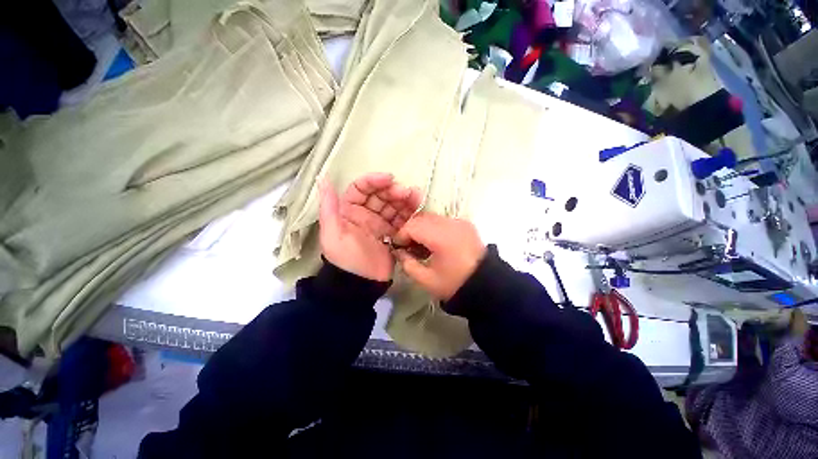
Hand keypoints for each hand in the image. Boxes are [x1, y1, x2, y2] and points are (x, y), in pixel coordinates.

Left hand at [319, 173, 421, 281]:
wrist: (361, 284)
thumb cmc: (345, 258)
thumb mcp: (333, 233)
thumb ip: (329, 206)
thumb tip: (321, 179)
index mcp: (349, 211)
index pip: (361, 189)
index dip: (373, 181)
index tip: (389, 179)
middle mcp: (365, 214)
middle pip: (380, 196)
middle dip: (393, 191)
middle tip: (406, 192)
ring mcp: (380, 224)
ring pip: (393, 206)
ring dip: (404, 200)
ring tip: (416, 196)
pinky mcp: (392, 234)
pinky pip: (401, 220)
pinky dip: (409, 213)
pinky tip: (418, 208)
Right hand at [393, 212, 485, 299]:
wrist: (487, 285)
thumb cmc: (455, 284)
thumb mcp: (426, 279)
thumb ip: (408, 264)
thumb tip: (399, 251)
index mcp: (441, 237)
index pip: (412, 226)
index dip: (401, 235)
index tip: (398, 247)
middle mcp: (451, 223)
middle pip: (421, 218)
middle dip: (410, 231)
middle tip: (408, 247)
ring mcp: (460, 222)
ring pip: (432, 218)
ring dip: (422, 229)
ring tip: (422, 246)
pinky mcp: (466, 224)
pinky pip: (444, 221)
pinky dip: (435, 228)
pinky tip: (436, 243)